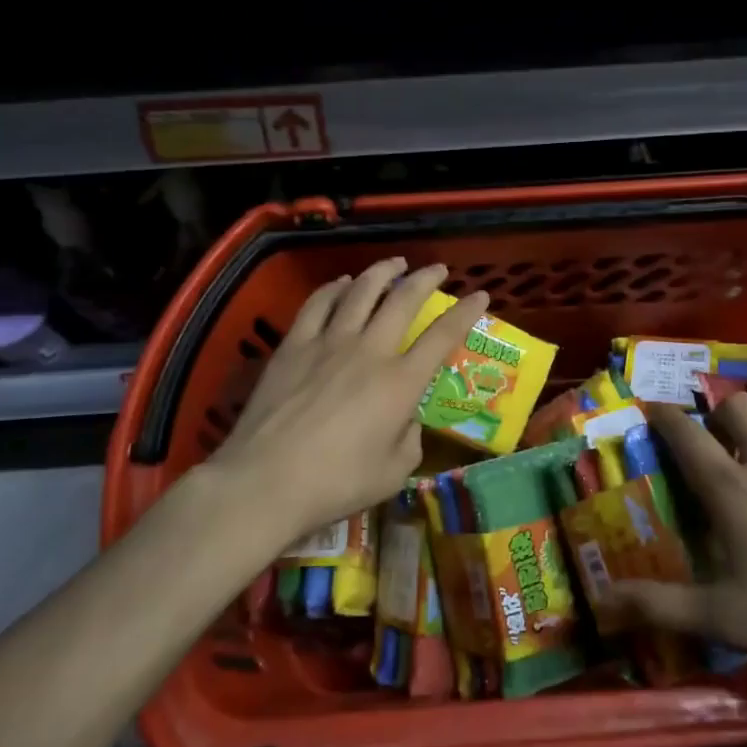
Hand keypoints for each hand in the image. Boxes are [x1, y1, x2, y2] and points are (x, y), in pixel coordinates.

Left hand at [195, 259, 487, 543]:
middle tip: (437, 268)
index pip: (442, 336)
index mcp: (400, 382)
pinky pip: (318, 304)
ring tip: (394, 263)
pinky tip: (342, 283)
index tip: (480, 295)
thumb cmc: (336, 483)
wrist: (265, 482)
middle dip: (425, 279)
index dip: (465, 312)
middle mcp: (370, 351)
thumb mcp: (393, 473)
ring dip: (382, 272)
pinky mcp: (294, 346)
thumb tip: (405, 420)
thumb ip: (410, 440)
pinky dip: (334, 288)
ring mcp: (329, 343)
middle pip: (403, 300)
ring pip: (361, 291)